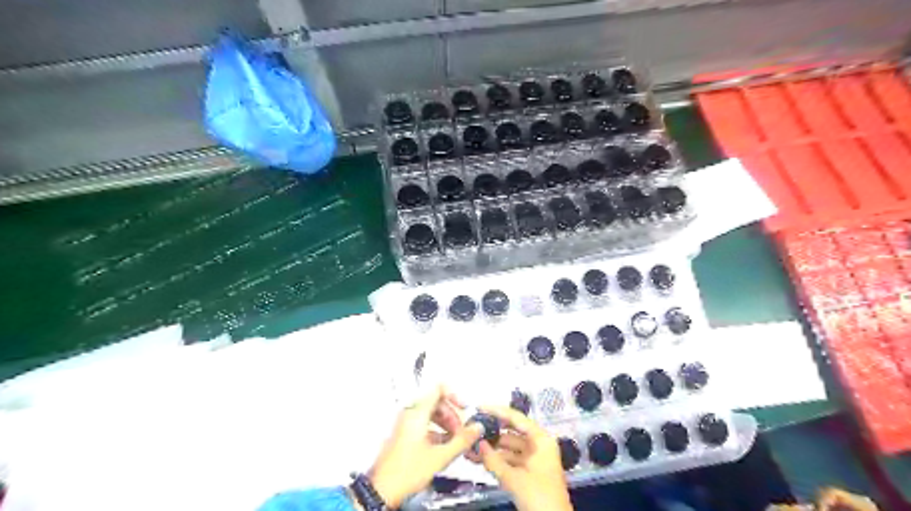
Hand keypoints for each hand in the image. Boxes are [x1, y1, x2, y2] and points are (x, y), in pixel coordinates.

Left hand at [368, 387, 482, 505]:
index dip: (455, 395)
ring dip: (445, 424)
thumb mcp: (440, 457)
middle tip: (461, 430)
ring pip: (431, 414)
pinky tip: (444, 446)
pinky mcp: (404, 434)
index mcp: (417, 413)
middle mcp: (410, 414)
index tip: (464, 407)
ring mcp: (406, 424)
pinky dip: (437, 431)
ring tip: (455, 439)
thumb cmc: (404, 473)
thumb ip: (462, 440)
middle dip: (452, 415)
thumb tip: (476, 428)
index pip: (439, 389)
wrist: (382, 490)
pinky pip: (424, 424)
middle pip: (437, 403)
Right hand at [478, 410, 566, 510]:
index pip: (516, 418)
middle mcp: (538, 446)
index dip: (497, 412)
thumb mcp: (515, 479)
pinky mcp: (529, 474)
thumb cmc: (540, 497)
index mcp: (541, 440)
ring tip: (470, 448)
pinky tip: (479, 460)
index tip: (479, 407)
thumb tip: (478, 444)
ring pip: (508, 449)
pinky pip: (510, 461)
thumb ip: (494, 461)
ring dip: (491, 449)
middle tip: (471, 431)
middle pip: (511, 433)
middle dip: (491, 434)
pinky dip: (496, 461)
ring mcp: (534, 460)